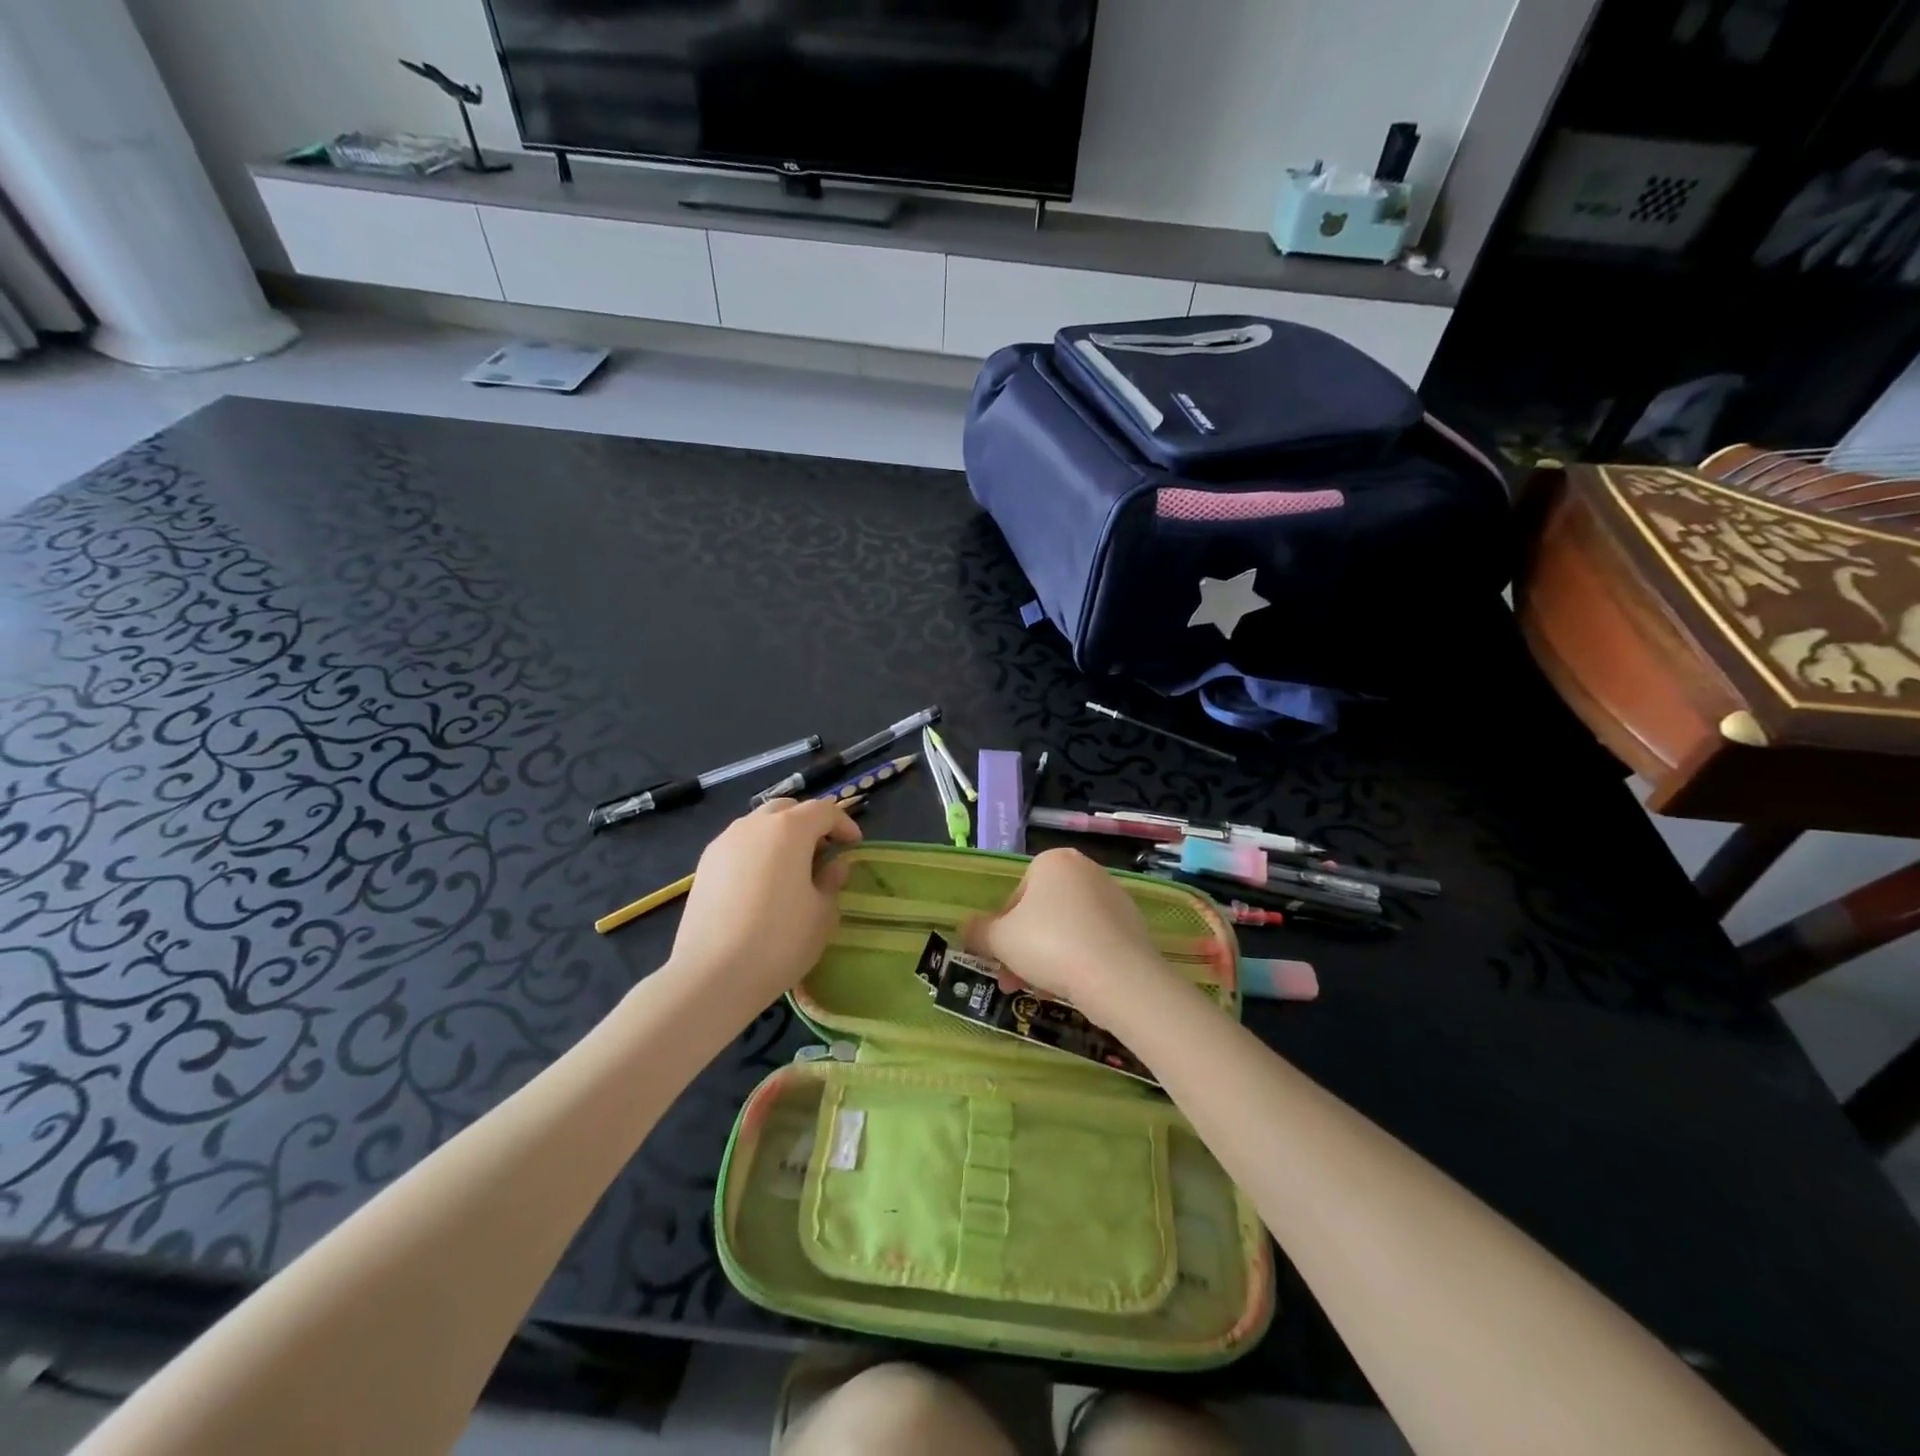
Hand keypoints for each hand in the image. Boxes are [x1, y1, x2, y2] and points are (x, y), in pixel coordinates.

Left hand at [666, 798, 861, 1009]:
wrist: (712, 976)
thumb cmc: (780, 940)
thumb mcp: (822, 913)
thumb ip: (831, 881)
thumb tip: (834, 865)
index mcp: (789, 829)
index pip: (824, 811)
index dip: (844, 824)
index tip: (855, 845)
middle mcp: (753, 825)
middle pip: (788, 809)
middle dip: (810, 823)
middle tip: (824, 851)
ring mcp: (724, 843)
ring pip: (759, 825)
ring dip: (781, 836)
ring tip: (793, 867)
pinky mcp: (704, 866)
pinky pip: (739, 845)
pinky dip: (758, 852)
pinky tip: (763, 884)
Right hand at [964, 848, 1170, 1021]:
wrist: (1118, 976)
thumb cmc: (1049, 945)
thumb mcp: (999, 939)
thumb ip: (978, 931)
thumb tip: (966, 928)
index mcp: (1053, 861)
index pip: (1016, 895)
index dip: (1002, 930)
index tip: (999, 958)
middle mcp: (1086, 870)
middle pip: (1042, 913)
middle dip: (1023, 948)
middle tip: (1012, 981)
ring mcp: (1114, 897)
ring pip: (1067, 929)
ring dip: (1047, 958)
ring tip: (1041, 991)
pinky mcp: (1133, 926)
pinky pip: (1094, 942)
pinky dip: (1079, 961)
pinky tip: (1072, 988)